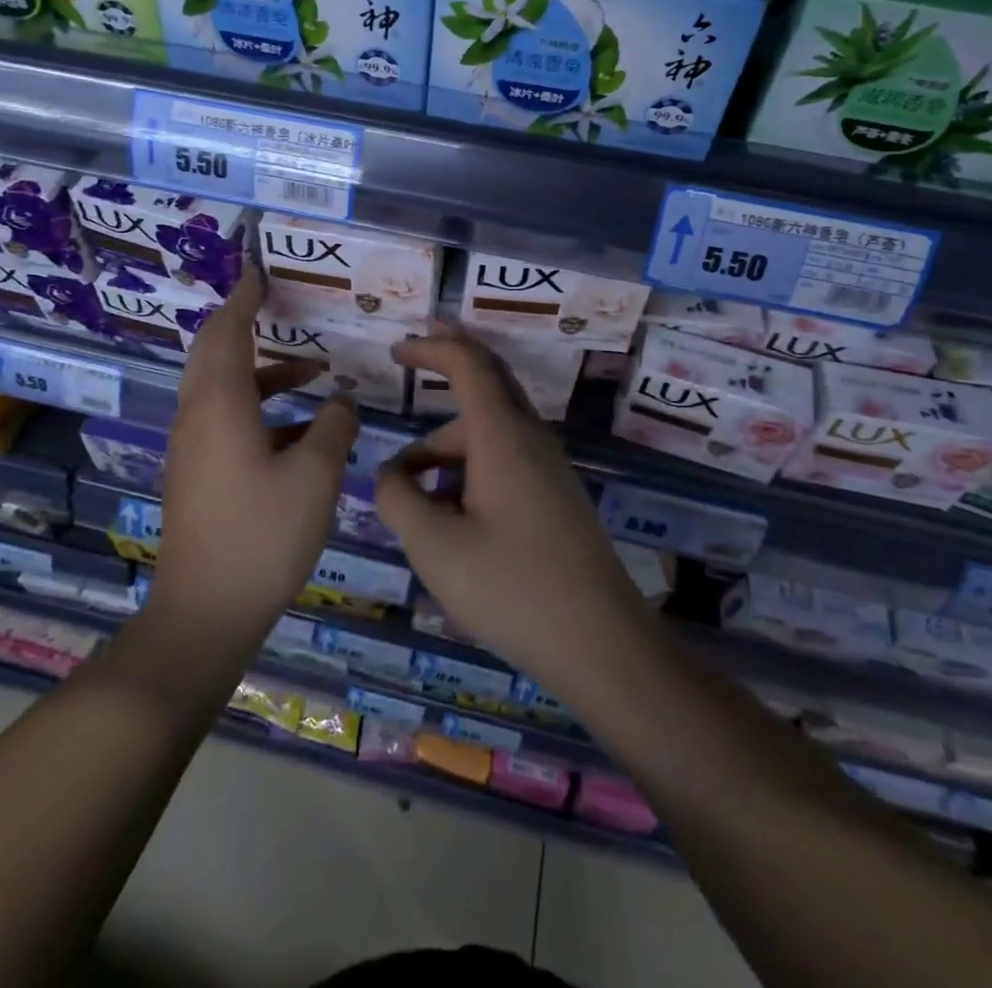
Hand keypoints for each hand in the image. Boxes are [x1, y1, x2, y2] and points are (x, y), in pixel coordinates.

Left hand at [151, 268, 359, 644]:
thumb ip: (334, 428)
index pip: (226, 331)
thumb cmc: (262, 535)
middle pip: (214, 354)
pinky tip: (300, 432)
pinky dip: (259, 407)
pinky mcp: (197, 474)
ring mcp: (192, 448)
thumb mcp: (315, 476)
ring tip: (313, 374)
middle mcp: (197, 417)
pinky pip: (225, 419)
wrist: (205, 611)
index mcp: (220, 405)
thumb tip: (341, 402)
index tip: (257, 272)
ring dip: (263, 373)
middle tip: (276, 304)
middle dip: (244, 324)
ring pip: (222, 389)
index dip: (243, 298)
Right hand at [376, 327, 654, 696]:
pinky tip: (446, 513)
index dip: (431, 348)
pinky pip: (505, 459)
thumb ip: (398, 498)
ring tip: (407, 489)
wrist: (601, 644)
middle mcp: (531, 439)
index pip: (468, 364)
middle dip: (450, 363)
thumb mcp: (434, 546)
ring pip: (491, 430)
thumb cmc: (511, 588)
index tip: (396, 351)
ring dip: (447, 441)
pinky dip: (469, 464)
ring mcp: (549, 468)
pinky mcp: (555, 497)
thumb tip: (389, 475)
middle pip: (489, 382)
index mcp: (502, 435)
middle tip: (412, 354)